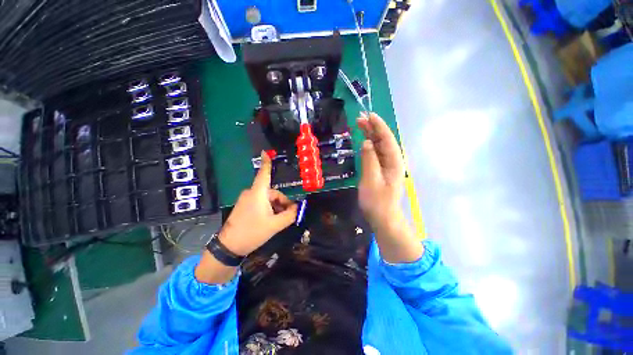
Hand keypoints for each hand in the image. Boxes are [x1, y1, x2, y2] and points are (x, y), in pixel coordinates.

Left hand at [219, 151, 297, 255]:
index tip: (266, 152)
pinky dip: (269, 209)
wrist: (229, 247)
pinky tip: (272, 220)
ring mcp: (247, 200)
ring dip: (276, 207)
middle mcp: (251, 193)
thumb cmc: (253, 232)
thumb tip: (297, 208)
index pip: (264, 174)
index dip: (266, 162)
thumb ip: (289, 215)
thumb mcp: (275, 225)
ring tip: (280, 220)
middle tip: (289, 215)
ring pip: (268, 199)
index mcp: (258, 193)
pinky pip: (261, 203)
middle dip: (282, 202)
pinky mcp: (245, 206)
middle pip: (272, 192)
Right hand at [357, 113, 422, 262]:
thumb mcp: (371, 180)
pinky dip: (370, 145)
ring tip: (360, 125)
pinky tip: (364, 141)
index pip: (387, 139)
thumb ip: (369, 159)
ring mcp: (388, 166)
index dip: (378, 126)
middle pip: (384, 140)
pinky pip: (376, 154)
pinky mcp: (382, 170)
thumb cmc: (377, 201)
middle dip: (373, 128)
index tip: (369, 115)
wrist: (383, 217)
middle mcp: (393, 161)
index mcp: (394, 161)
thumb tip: (367, 142)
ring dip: (371, 135)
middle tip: (360, 119)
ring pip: (380, 146)